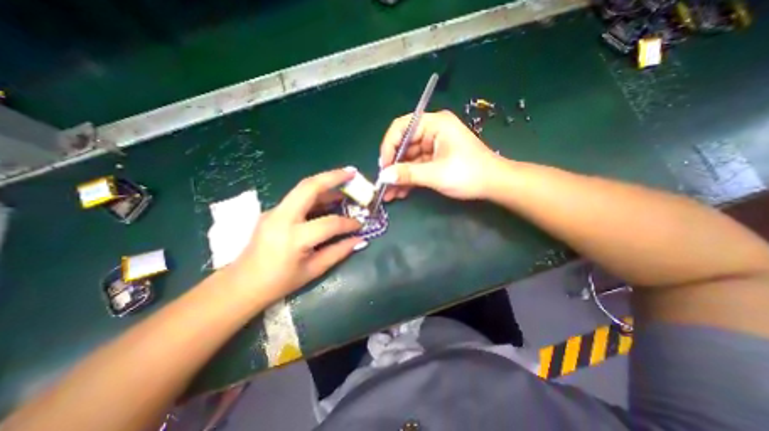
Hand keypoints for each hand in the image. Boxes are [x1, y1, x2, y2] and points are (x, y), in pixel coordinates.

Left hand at [226, 169, 363, 305]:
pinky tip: (328, 199)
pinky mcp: (273, 211)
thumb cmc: (279, 282)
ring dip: (325, 183)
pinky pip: (298, 197)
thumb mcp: (313, 270)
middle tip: (352, 173)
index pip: (329, 223)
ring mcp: (274, 211)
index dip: (348, 223)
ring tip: (344, 185)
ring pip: (303, 188)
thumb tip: (360, 239)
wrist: (242, 284)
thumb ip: (339, 252)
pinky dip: (316, 194)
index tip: (360, 225)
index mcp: (293, 238)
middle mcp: (282, 218)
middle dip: (333, 177)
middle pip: (309, 187)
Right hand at [378, 110, 497, 197]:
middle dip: (393, 166)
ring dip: (399, 176)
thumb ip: (408, 174)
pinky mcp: (434, 159)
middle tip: (383, 184)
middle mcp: (432, 132)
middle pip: (404, 145)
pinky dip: (408, 179)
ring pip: (408, 159)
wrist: (494, 185)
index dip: (389, 145)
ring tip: (388, 194)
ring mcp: (433, 146)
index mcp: (435, 124)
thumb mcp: (436, 174)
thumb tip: (383, 176)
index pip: (402, 127)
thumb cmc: (469, 174)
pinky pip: (416, 167)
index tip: (384, 166)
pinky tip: (399, 193)